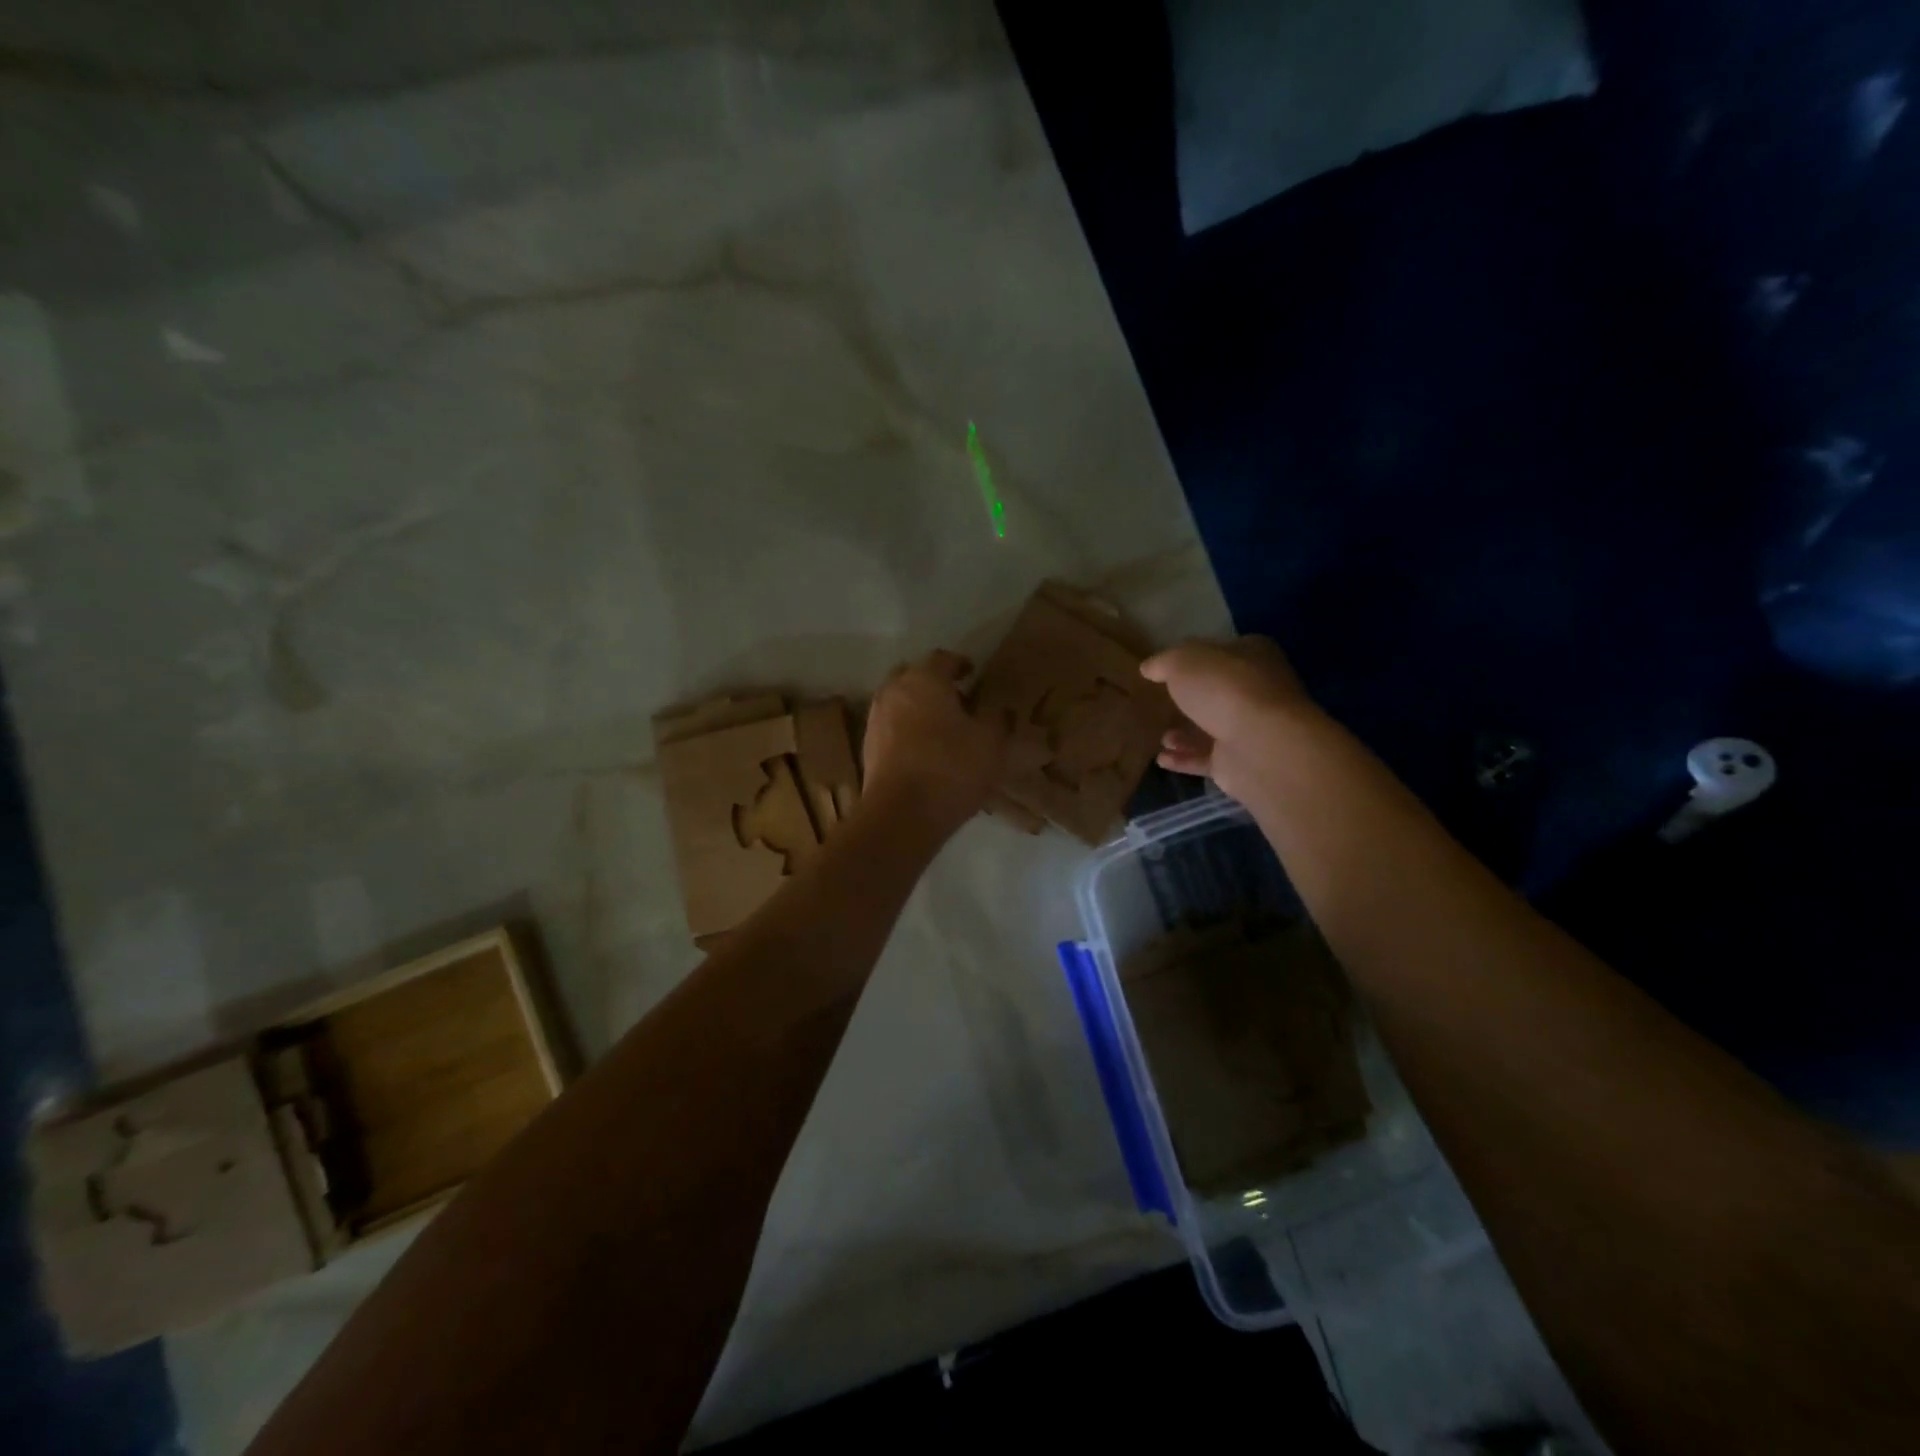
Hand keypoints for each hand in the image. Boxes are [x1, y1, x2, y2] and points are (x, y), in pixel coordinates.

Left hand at [862, 650, 1010, 827]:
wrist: (901, 814)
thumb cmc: (951, 767)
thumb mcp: (991, 742)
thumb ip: (997, 719)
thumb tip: (998, 710)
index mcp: (924, 679)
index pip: (943, 658)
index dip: (961, 664)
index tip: (973, 673)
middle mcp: (893, 691)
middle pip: (914, 677)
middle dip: (934, 684)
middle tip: (957, 700)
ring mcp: (876, 720)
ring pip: (900, 702)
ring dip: (919, 708)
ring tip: (943, 728)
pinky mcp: (868, 749)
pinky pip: (892, 728)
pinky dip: (907, 731)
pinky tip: (925, 750)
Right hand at [1140, 637, 1316, 802]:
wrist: (1261, 746)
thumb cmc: (1225, 690)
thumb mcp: (1183, 662)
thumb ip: (1163, 662)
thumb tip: (1149, 667)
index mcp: (1253, 655)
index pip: (1221, 652)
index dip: (1194, 657)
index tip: (1166, 669)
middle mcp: (1257, 690)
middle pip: (1217, 692)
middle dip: (1190, 699)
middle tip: (1160, 703)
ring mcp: (1251, 729)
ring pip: (1212, 728)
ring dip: (1185, 733)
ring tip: (1160, 736)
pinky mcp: (1240, 762)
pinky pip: (1206, 759)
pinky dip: (1184, 759)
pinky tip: (1162, 759)